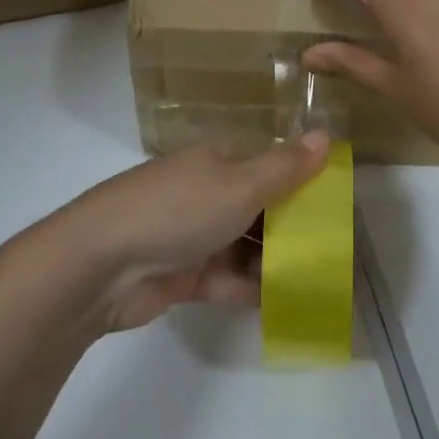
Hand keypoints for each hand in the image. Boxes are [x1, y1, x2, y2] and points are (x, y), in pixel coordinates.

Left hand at [54, 134, 330, 331]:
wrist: (101, 264)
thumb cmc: (178, 210)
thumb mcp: (240, 183)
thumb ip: (285, 167)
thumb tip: (325, 134)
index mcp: (218, 159)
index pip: (269, 162)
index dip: (302, 179)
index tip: (337, 203)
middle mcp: (206, 191)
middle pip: (259, 206)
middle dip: (293, 226)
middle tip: (334, 250)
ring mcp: (192, 233)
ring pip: (244, 244)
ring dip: (275, 260)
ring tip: (318, 282)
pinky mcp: (182, 274)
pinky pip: (226, 278)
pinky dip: (250, 287)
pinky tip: (285, 303)